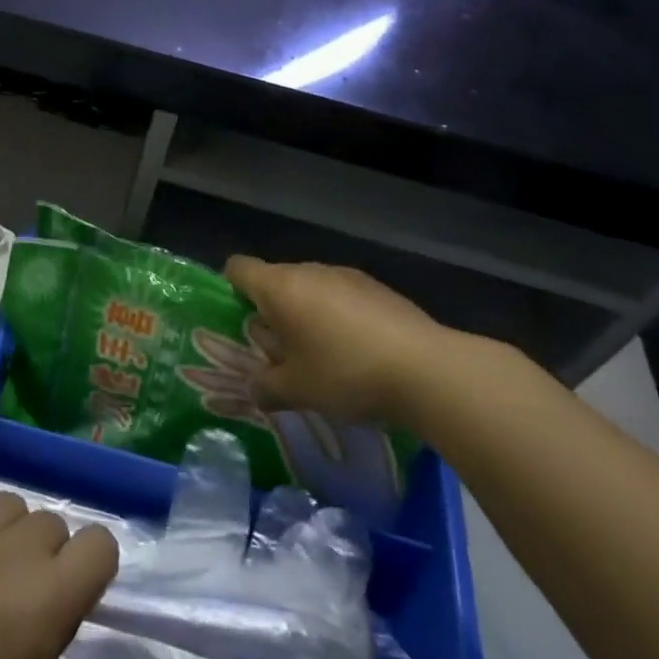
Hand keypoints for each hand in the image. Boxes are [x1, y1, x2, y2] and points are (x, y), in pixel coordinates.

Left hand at [0, 492, 118, 658]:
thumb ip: (50, 623)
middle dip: (41, 554)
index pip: (99, 544)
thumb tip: (54, 586)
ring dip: (2, 534)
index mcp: (42, 605)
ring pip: (6, 503)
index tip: (72, 586)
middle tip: (15, 590)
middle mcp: (4, 555)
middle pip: (50, 521)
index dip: (89, 566)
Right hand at [223, 257, 452, 427]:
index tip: (238, 319)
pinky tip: (358, 352)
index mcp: (280, 287)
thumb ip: (266, 387)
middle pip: (276, 280)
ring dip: (307, 314)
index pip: (238, 267)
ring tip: (321, 356)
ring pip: (311, 288)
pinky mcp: (379, 288)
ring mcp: (347, 276)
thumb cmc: (346, 373)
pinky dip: (339, 317)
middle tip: (279, 351)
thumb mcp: (297, 391)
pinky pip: (343, 297)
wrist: (428, 370)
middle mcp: (309, 271)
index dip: (230, 288)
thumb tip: (254, 389)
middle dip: (272, 311)